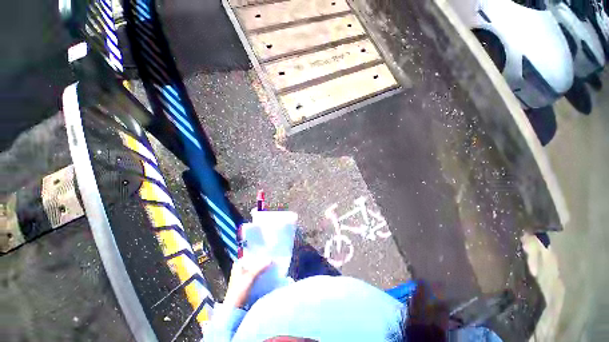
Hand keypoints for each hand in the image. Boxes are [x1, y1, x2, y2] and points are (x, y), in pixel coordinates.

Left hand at [223, 256, 271, 307]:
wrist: (234, 309)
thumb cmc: (238, 290)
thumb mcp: (250, 276)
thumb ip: (260, 267)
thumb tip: (271, 259)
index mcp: (238, 264)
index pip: (250, 255)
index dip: (259, 253)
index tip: (268, 251)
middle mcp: (241, 268)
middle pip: (254, 262)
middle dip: (262, 260)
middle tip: (272, 258)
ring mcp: (244, 276)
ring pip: (256, 268)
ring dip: (263, 267)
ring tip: (272, 264)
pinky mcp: (248, 283)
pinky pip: (257, 275)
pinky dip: (262, 273)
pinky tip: (268, 272)